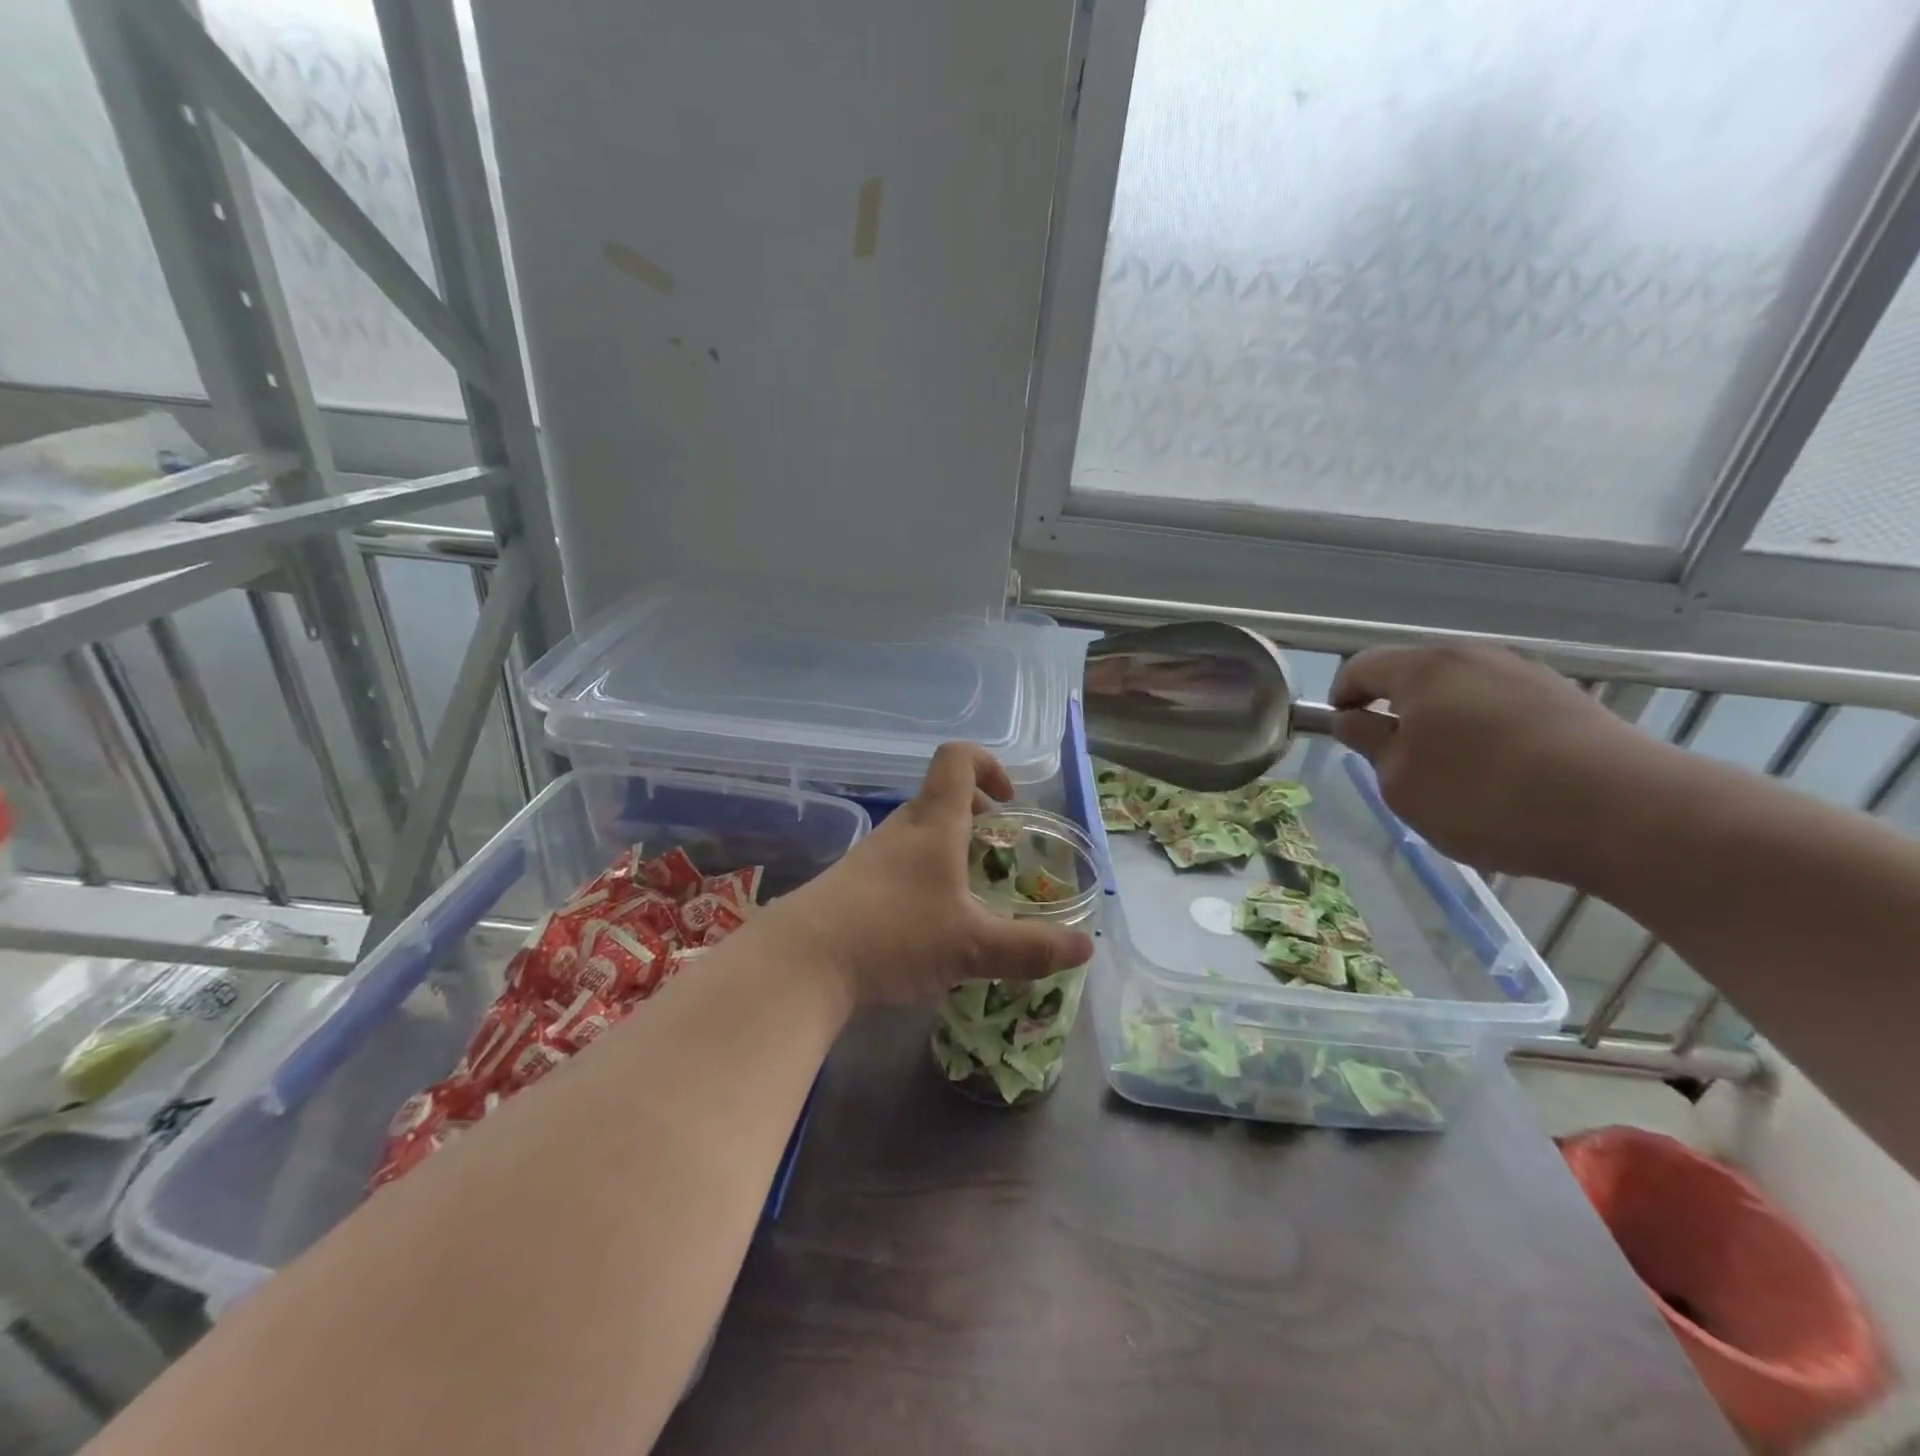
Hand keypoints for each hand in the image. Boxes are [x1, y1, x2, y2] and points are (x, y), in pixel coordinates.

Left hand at [755, 743, 1095, 1006]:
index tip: (1009, 801)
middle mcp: (901, 829)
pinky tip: (930, 924)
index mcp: (934, 823)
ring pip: (919, 832)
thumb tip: (1086, 948)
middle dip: (976, 815)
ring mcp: (871, 856)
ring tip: (970, 894)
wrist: (801, 962)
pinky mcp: (852, 884)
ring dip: (950, 848)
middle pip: (941, 796)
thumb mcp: (973, 946)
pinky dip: (924, 875)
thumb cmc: (894, 935)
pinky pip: (898, 863)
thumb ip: (1031, 948)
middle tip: (998, 852)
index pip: (958, 758)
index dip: (988, 764)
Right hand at [1329, 644, 1653, 880]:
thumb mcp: (1400, 781)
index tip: (1341, 727)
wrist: (1627, 813)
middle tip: (1390, 758)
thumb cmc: (1485, 794)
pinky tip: (1499, 776)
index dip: (1342, 695)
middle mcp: (1475, 658)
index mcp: (1425, 668)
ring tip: (1447, 773)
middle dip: (1395, 709)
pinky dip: (1484, 734)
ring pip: (1462, 693)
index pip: (1363, 666)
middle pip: (1416, 674)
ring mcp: (1528, 676)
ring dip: (1442, 723)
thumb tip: (1353, 720)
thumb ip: (1368, 744)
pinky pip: (1503, 710)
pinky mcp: (1568, 702)